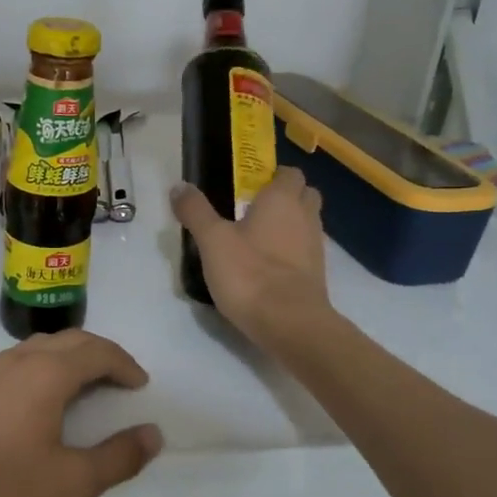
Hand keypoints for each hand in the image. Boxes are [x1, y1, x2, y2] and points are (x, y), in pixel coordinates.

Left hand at [0, 331, 161, 496]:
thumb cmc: (0, 488)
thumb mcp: (71, 483)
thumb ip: (117, 458)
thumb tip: (153, 434)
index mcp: (47, 373)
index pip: (98, 351)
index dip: (125, 364)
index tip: (141, 386)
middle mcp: (18, 361)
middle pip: (69, 341)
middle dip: (101, 355)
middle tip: (120, 382)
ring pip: (40, 349)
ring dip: (70, 359)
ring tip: (86, 389)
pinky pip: (19, 364)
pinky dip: (45, 370)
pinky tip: (41, 404)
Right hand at [171, 168, 331, 346]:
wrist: (290, 324)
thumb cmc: (250, 274)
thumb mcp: (212, 241)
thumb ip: (196, 211)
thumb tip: (179, 186)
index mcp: (282, 200)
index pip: (289, 172)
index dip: (272, 175)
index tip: (248, 185)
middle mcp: (305, 217)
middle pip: (305, 194)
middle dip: (285, 196)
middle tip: (253, 208)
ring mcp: (315, 247)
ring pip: (306, 223)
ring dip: (288, 225)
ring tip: (256, 238)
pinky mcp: (316, 275)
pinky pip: (305, 251)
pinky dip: (290, 252)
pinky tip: (266, 266)